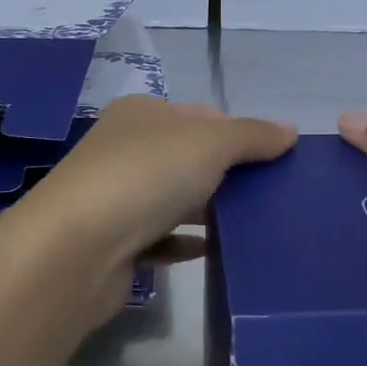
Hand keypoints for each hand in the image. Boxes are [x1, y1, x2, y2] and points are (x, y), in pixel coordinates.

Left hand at [6, 93, 295, 274]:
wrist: (76, 249)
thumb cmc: (146, 176)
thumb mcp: (210, 142)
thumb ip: (252, 135)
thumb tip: (290, 131)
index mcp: (142, 114)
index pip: (201, 115)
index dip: (239, 132)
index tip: (275, 159)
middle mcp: (124, 148)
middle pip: (187, 157)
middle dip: (228, 174)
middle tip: (272, 195)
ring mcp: (115, 197)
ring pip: (173, 198)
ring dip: (208, 209)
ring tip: (254, 225)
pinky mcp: (113, 243)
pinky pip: (159, 238)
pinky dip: (185, 242)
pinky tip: (213, 251)